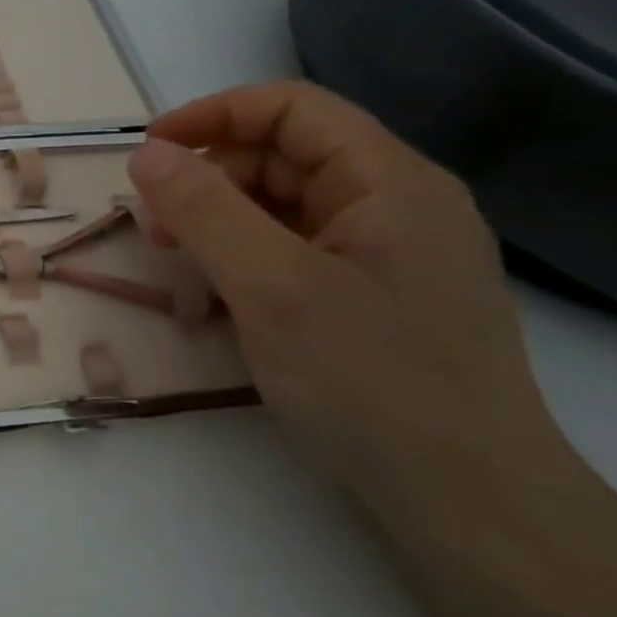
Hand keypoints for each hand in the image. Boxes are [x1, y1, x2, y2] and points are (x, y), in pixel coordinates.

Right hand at [126, 81, 564, 512]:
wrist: (469, 508)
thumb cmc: (370, 383)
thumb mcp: (272, 288)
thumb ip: (204, 210)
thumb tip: (146, 154)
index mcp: (391, 183)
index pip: (293, 109)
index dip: (214, 115)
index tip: (149, 152)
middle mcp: (397, 206)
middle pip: (286, 157)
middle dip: (210, 178)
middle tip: (154, 226)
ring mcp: (388, 256)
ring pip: (286, 207)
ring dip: (222, 221)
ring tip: (177, 260)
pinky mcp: (375, 300)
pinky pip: (297, 252)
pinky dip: (247, 258)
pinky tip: (217, 293)